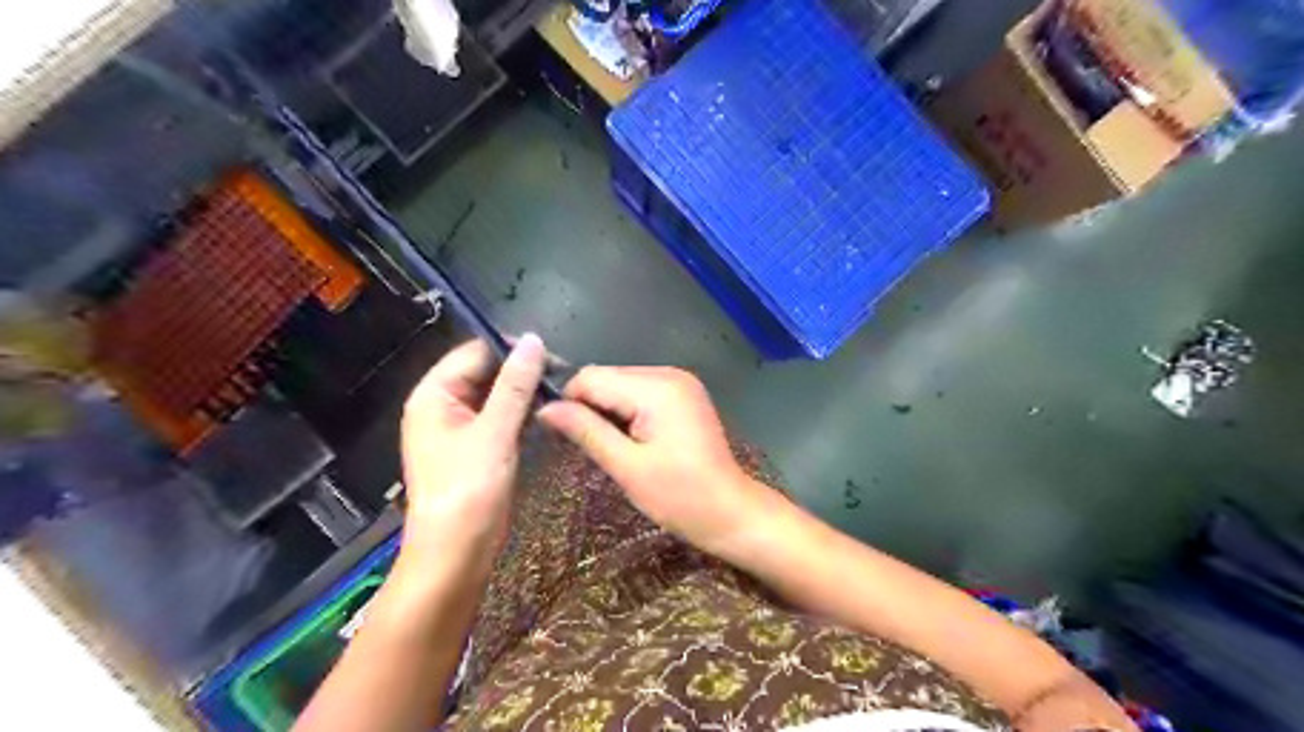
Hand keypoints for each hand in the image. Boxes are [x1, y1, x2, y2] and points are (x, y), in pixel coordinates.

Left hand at [400, 333, 545, 550]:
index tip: (552, 354)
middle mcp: (443, 405)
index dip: (511, 348)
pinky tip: (547, 414)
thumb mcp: (495, 432)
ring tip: (561, 392)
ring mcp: (460, 428)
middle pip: (485, 372)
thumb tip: (534, 340)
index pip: (475, 352)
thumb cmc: (468, 490)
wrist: (456, 554)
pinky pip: (500, 417)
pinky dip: (521, 414)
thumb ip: (515, 385)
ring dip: (525, 393)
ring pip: (496, 395)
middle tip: (563, 375)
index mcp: (434, 395)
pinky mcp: (476, 447)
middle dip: (522, 371)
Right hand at [533, 366, 778, 553]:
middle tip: (586, 446)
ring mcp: (680, 381)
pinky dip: (627, 410)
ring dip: (608, 410)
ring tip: (610, 446)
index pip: (592, 377)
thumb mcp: (626, 466)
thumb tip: (545, 408)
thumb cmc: (679, 495)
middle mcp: (669, 373)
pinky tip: (629, 438)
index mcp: (657, 387)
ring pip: (622, 383)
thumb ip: (585, 430)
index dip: (570, 402)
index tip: (560, 435)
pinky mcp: (684, 393)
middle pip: (607, 376)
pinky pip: (641, 391)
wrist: (730, 511)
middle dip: (590, 406)